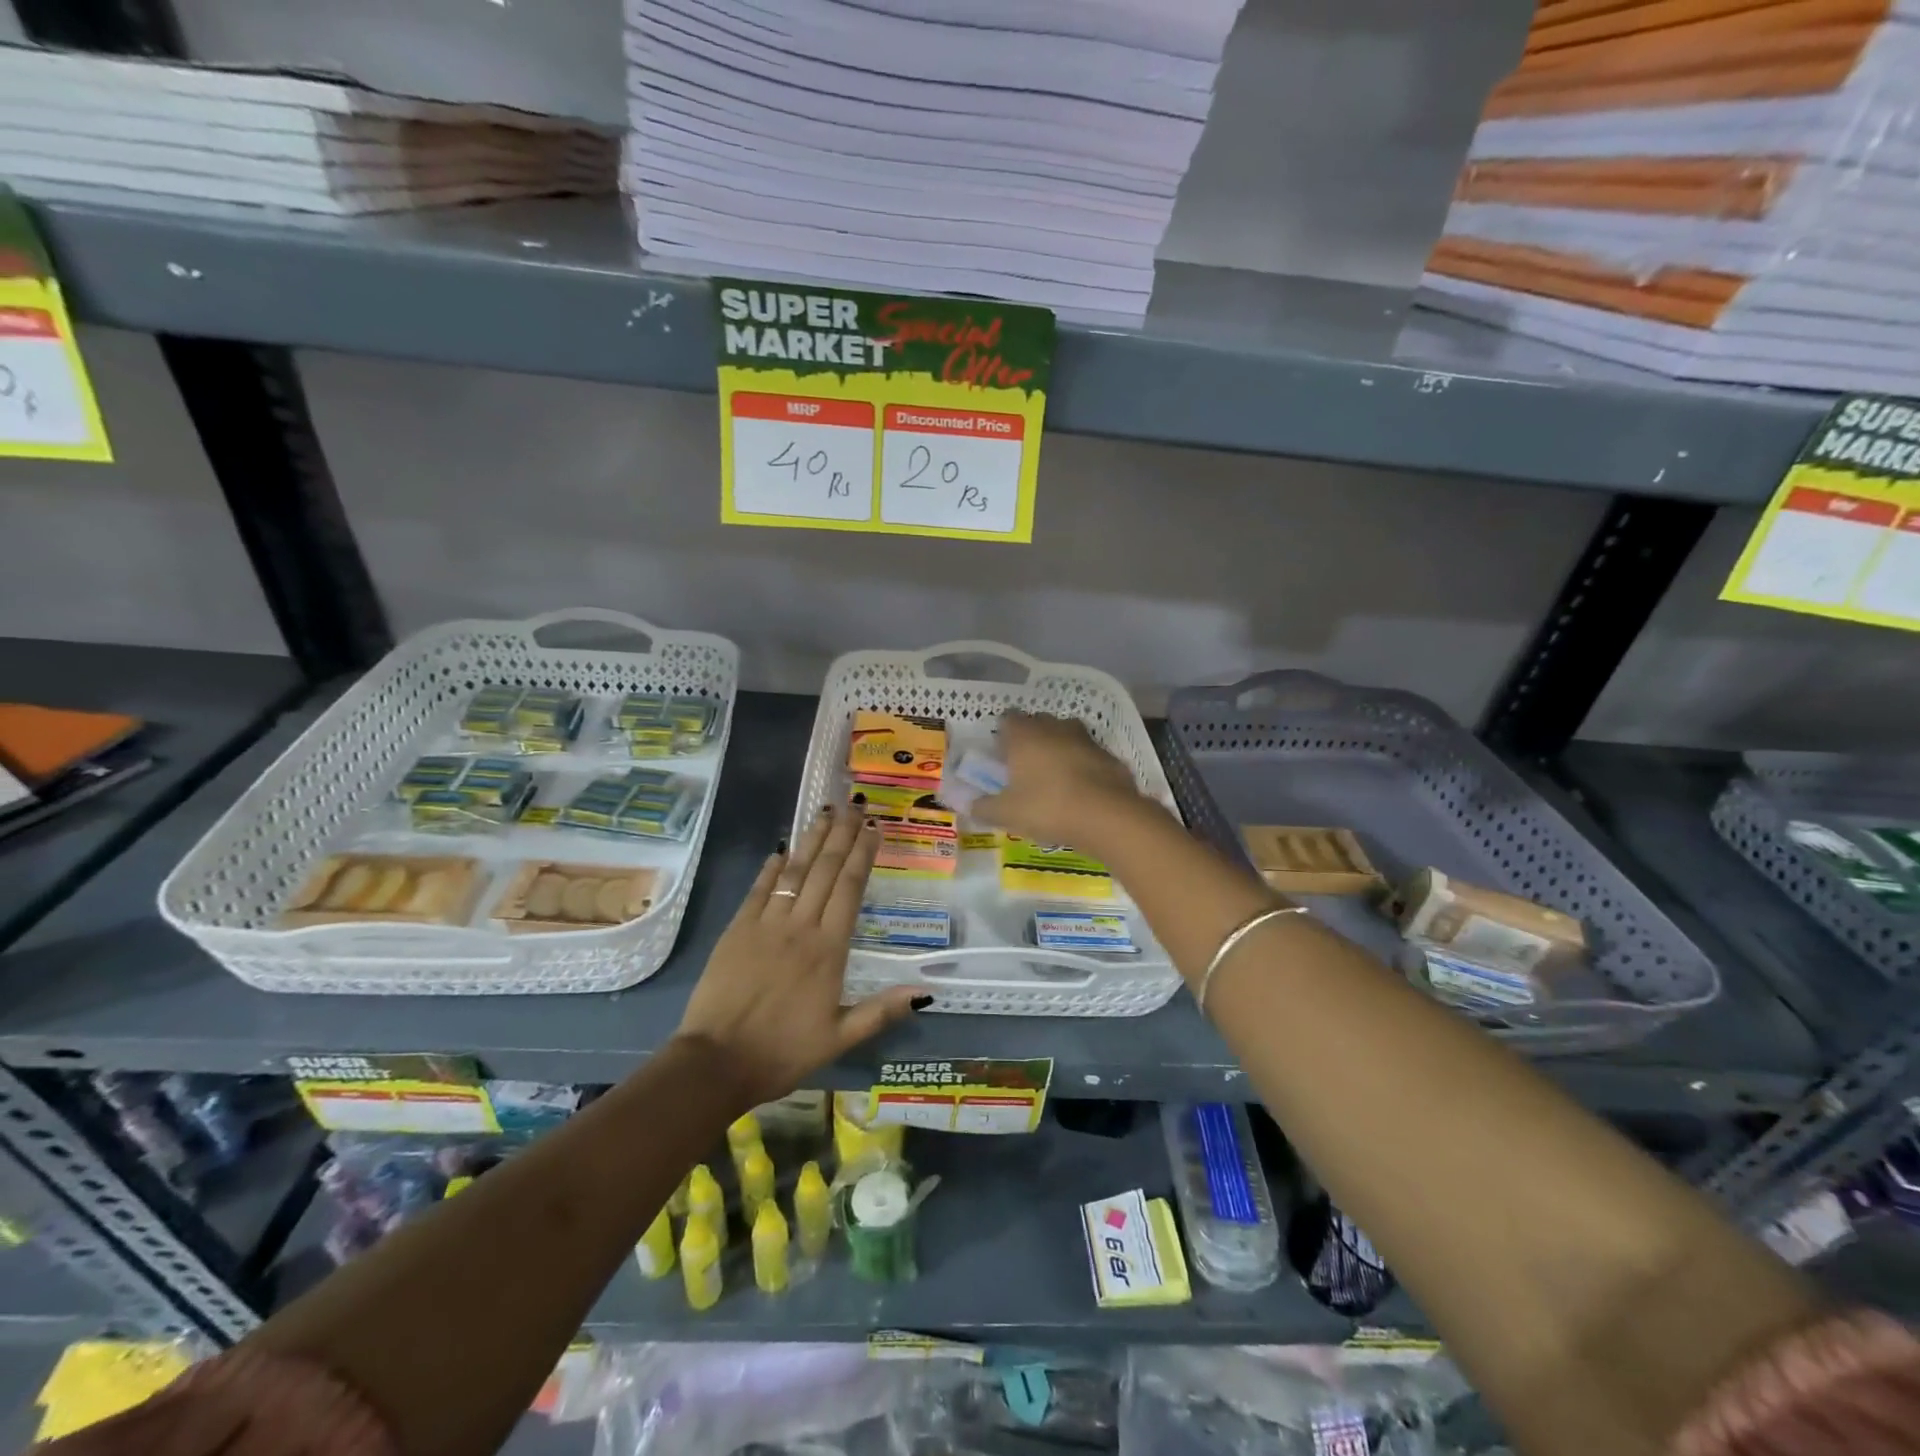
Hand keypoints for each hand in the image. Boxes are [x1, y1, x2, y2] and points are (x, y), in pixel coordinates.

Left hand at [674, 806, 923, 1107]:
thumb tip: (926, 992)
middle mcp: (799, 927)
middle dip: (841, 835)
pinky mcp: (736, 930)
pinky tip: (782, 849)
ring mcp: (765, 924)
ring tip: (825, 812)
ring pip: (794, 872)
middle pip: (825, 871)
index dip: (863, 855)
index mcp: (828, 950)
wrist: (715, 1063)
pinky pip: (759, 890)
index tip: (874, 828)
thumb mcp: (839, 1039)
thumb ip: (881, 1011)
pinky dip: (772, 867)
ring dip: (811, 840)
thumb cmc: (782, 1052)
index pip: (850, 889)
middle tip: (854, 805)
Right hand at [974, 712, 1146, 850]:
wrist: (1107, 816)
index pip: (1007, 719)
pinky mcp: (1109, 755)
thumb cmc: (1047, 807)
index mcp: (1024, 735)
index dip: (1003, 735)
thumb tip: (971, 806)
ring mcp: (1085, 739)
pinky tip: (1080, 791)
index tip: (1001, 757)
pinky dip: (1083, 766)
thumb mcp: (1007, 814)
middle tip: (1025, 768)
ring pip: (1066, 736)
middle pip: (1038, 723)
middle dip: (1031, 739)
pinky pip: (1088, 755)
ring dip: (1059, 750)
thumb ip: (985, 808)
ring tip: (1053, 779)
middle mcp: (1054, 728)